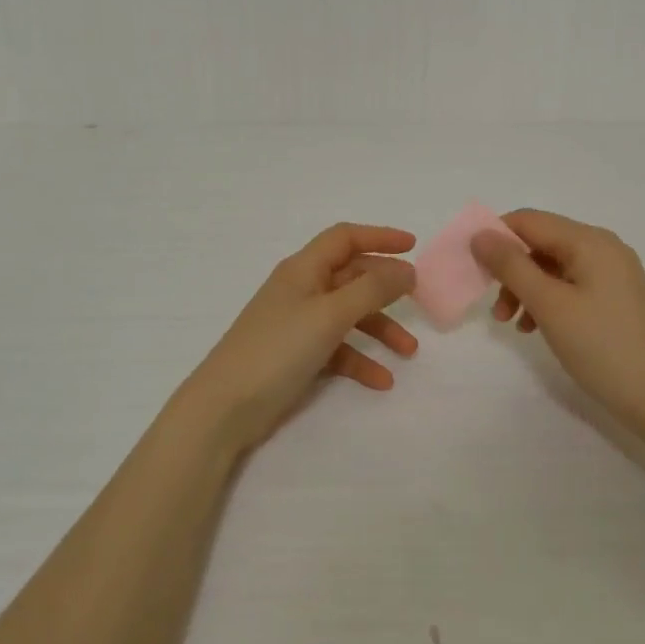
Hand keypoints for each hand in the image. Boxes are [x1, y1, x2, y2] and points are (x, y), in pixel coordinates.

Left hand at [174, 224, 419, 454]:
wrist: (225, 407)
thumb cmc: (278, 349)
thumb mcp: (330, 315)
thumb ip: (371, 290)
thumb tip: (406, 270)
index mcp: (303, 269)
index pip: (344, 238)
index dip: (379, 236)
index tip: (413, 246)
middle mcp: (301, 290)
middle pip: (351, 276)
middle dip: (385, 289)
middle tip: (419, 301)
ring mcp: (298, 324)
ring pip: (348, 315)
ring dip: (379, 329)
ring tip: (409, 352)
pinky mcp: (297, 355)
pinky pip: (337, 348)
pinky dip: (359, 360)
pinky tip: (381, 381)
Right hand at [472, 209, 644, 433]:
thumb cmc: (602, 347)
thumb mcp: (549, 305)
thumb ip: (511, 266)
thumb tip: (480, 234)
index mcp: (590, 241)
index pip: (529, 220)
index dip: (495, 237)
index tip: (472, 269)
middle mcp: (604, 248)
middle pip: (541, 243)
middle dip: (510, 269)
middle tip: (494, 307)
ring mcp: (614, 274)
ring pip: (553, 267)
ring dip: (525, 288)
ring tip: (512, 324)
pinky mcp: (617, 298)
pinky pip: (571, 285)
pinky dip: (547, 300)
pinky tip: (536, 328)